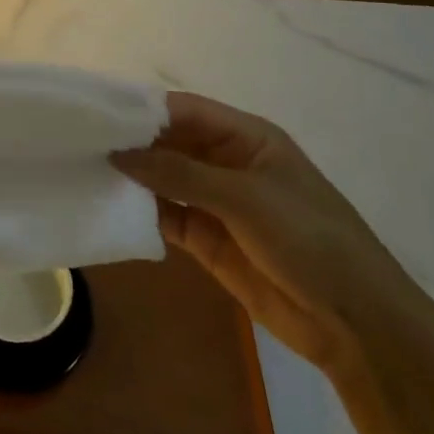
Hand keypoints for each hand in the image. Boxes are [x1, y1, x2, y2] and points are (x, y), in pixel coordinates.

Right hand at [113, 91, 429, 375]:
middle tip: (78, 143)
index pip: (183, 110)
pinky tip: (107, 206)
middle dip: (130, 143)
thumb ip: (179, 174)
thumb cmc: (310, 241)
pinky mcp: (206, 238)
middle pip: (168, 143)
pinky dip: (139, 211)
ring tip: (82, 171)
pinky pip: (165, 215)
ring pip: (162, 179)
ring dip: (131, 178)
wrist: (356, 324)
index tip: (95, 113)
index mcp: (246, 138)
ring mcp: (216, 202)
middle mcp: (226, 162)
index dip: (142, 109)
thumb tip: (117, 153)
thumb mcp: (245, 199)